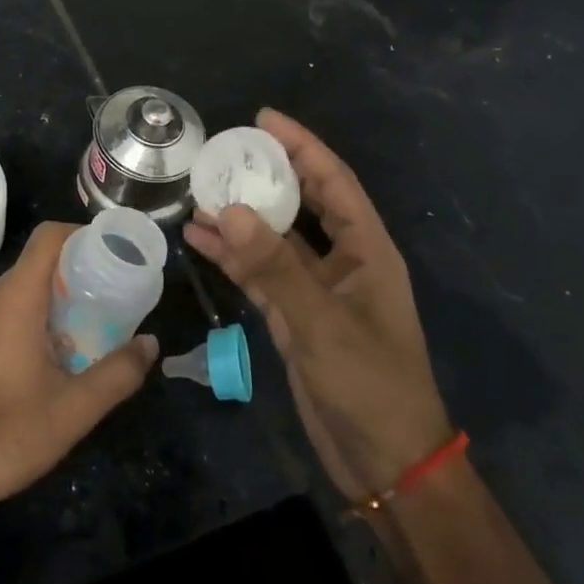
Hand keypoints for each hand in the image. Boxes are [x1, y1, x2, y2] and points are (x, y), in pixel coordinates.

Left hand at [0, 221, 157, 514]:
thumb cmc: (4, 435)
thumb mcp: (74, 410)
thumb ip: (118, 374)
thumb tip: (151, 344)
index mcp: (14, 300)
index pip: (47, 238)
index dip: (81, 234)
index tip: (112, 254)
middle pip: (36, 264)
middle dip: (76, 272)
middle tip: (111, 295)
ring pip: (19, 291)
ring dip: (54, 299)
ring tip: (89, 326)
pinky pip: (4, 313)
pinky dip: (33, 317)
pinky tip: (52, 357)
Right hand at [186, 109, 450, 501]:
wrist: (385, 464)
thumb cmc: (371, 386)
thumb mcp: (322, 323)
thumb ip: (275, 267)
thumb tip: (229, 209)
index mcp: (367, 251)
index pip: (333, 182)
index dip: (302, 146)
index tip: (263, 119)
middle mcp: (342, 261)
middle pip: (302, 203)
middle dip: (266, 174)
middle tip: (222, 153)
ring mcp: (317, 290)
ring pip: (274, 238)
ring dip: (240, 217)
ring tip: (197, 193)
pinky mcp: (295, 317)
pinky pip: (260, 273)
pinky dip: (233, 257)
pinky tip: (200, 240)